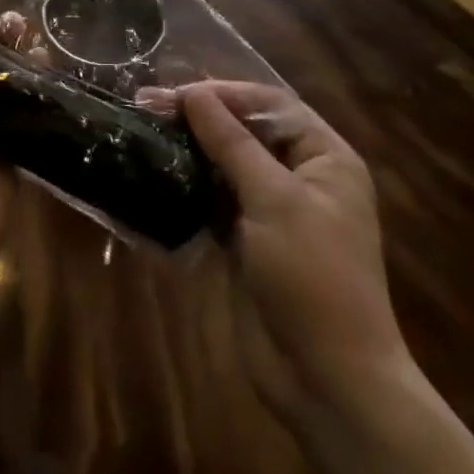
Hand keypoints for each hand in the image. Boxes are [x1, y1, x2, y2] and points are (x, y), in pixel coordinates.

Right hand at [170, 81, 411, 425]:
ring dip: (191, 150)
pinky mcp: (249, 242)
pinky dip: (189, 187)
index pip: (271, 104)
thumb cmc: (313, 276)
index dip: (225, 93)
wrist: (328, 381)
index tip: (177, 93)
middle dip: (201, 118)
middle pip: (246, 131)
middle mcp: (302, 177)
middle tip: (148, 107)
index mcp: (325, 158)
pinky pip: (215, 200)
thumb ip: (231, 142)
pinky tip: (156, 176)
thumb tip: (192, 92)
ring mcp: (274, 212)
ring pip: (227, 164)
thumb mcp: (274, 200)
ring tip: (145, 133)